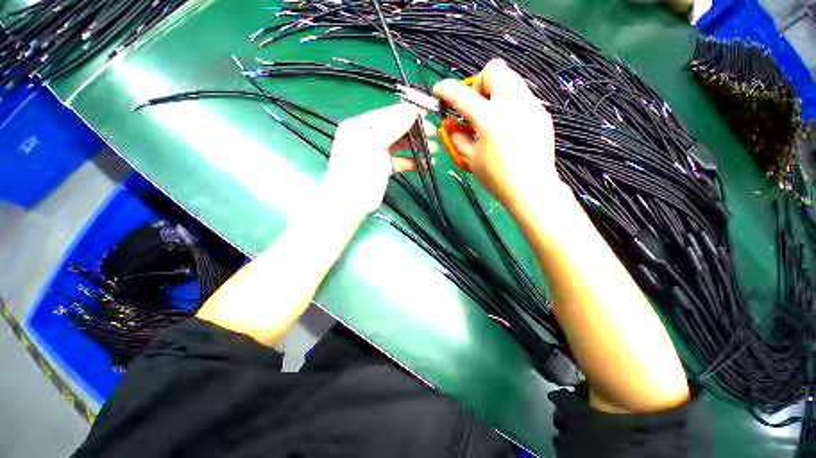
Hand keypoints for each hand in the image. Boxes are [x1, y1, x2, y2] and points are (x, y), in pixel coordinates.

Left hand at [324, 103, 432, 215]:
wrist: (350, 205)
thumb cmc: (358, 174)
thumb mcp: (372, 147)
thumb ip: (391, 128)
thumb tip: (411, 111)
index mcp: (360, 126)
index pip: (387, 113)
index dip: (407, 112)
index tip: (426, 112)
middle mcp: (368, 137)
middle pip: (395, 128)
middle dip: (414, 131)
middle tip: (432, 134)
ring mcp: (375, 152)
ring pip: (399, 145)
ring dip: (416, 147)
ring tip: (432, 150)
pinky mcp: (382, 167)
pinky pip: (399, 160)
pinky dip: (411, 162)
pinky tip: (424, 165)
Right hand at [433, 59, 558, 210]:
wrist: (532, 189)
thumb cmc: (497, 177)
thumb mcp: (470, 159)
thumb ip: (457, 137)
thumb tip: (450, 126)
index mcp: (489, 118)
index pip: (461, 94)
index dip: (445, 90)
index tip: (439, 92)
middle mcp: (512, 103)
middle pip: (494, 69)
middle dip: (478, 83)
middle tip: (475, 107)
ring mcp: (530, 106)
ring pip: (511, 80)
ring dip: (495, 92)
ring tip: (491, 118)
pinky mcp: (541, 113)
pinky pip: (522, 97)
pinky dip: (509, 104)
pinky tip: (507, 127)